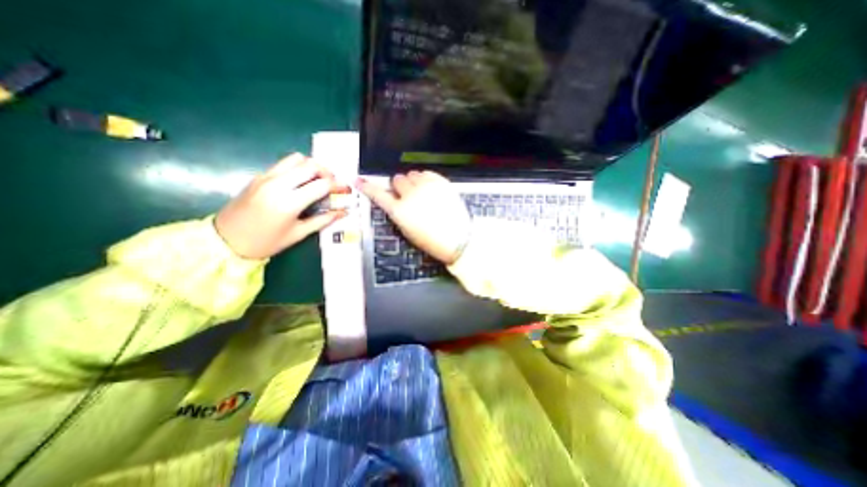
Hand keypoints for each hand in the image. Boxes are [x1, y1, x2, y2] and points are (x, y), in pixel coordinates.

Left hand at [215, 151, 346, 258]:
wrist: (225, 239)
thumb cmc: (266, 242)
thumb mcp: (298, 234)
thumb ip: (323, 220)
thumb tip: (343, 212)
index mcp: (289, 202)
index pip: (321, 184)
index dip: (337, 185)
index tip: (345, 189)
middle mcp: (278, 184)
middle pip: (310, 165)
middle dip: (327, 171)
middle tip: (333, 183)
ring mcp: (266, 177)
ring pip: (296, 159)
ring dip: (312, 166)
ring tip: (318, 179)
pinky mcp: (259, 176)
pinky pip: (284, 164)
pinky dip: (298, 168)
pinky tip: (302, 181)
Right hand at [355, 170, 470, 264]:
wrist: (459, 239)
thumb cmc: (432, 241)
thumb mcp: (408, 231)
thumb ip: (398, 212)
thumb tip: (395, 201)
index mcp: (400, 211)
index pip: (378, 194)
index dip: (367, 187)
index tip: (359, 180)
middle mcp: (411, 195)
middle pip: (397, 179)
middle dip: (399, 187)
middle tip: (407, 196)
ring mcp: (427, 186)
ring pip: (412, 174)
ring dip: (413, 182)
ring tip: (421, 193)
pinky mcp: (441, 182)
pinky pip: (427, 173)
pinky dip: (425, 179)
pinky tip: (430, 189)